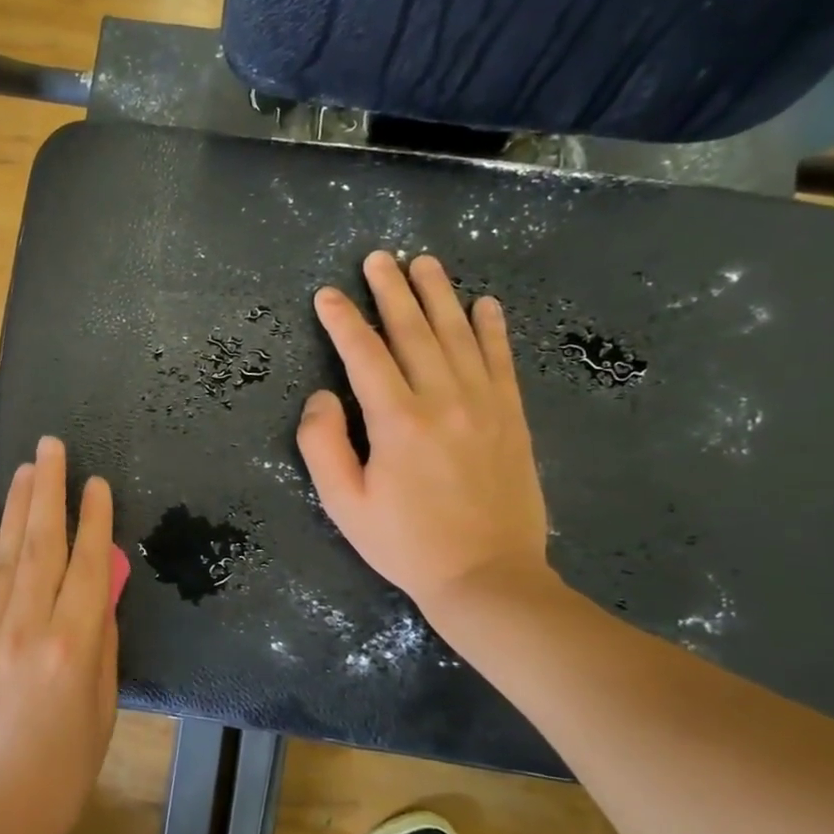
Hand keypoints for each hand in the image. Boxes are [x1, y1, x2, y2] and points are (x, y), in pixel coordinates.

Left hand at [0, 436, 119, 833]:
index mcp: (73, 646)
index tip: (97, 482)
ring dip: (18, 507)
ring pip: (9, 555)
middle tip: (50, 446)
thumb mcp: (102, 710)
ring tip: (24, 469)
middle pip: (41, 545)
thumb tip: (103, 595)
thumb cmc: (62, 772)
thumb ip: (103, 645)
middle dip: (47, 491)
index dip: (95, 520)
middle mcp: (31, 626)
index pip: (90, 566)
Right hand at [298, 251, 550, 611]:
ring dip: (439, 295)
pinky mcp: (512, 417)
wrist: (487, 576)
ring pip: (458, 335)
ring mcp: (484, 404)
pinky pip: (501, 360)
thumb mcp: (343, 503)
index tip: (327, 295)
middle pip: (413, 331)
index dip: (342, 321)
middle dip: (391, 291)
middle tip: (378, 258)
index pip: (364, 354)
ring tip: (424, 264)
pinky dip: (492, 328)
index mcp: (397, 420)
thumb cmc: (404, 543)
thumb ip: (322, 444)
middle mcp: (443, 399)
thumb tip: (322, 396)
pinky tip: (483, 304)